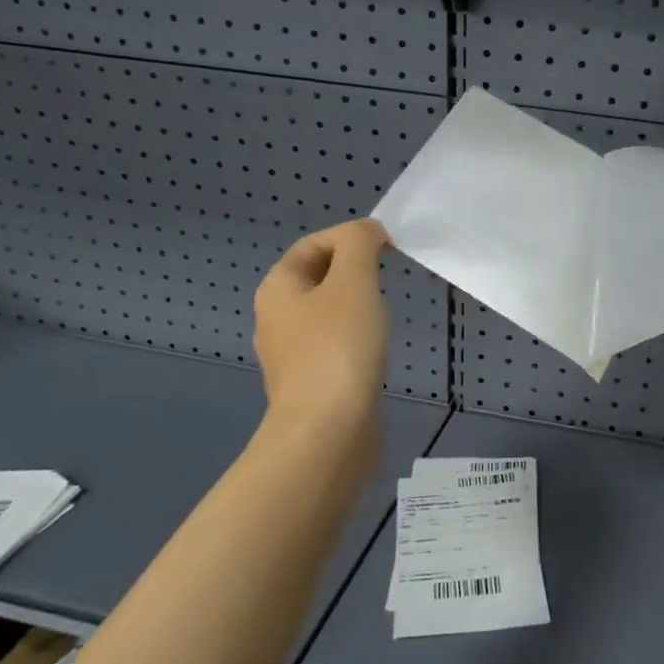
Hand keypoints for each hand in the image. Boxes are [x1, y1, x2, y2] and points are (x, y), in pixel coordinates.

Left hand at [253, 219, 389, 429]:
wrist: (327, 432)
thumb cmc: (339, 348)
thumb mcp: (354, 282)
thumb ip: (359, 245)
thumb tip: (366, 231)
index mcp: (278, 288)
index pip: (312, 244)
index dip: (350, 236)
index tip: (388, 246)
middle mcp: (275, 317)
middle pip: (317, 276)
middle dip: (354, 270)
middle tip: (387, 279)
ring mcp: (291, 354)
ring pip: (326, 312)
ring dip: (356, 304)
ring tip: (384, 313)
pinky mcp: (309, 383)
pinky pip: (332, 344)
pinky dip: (355, 337)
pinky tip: (374, 350)